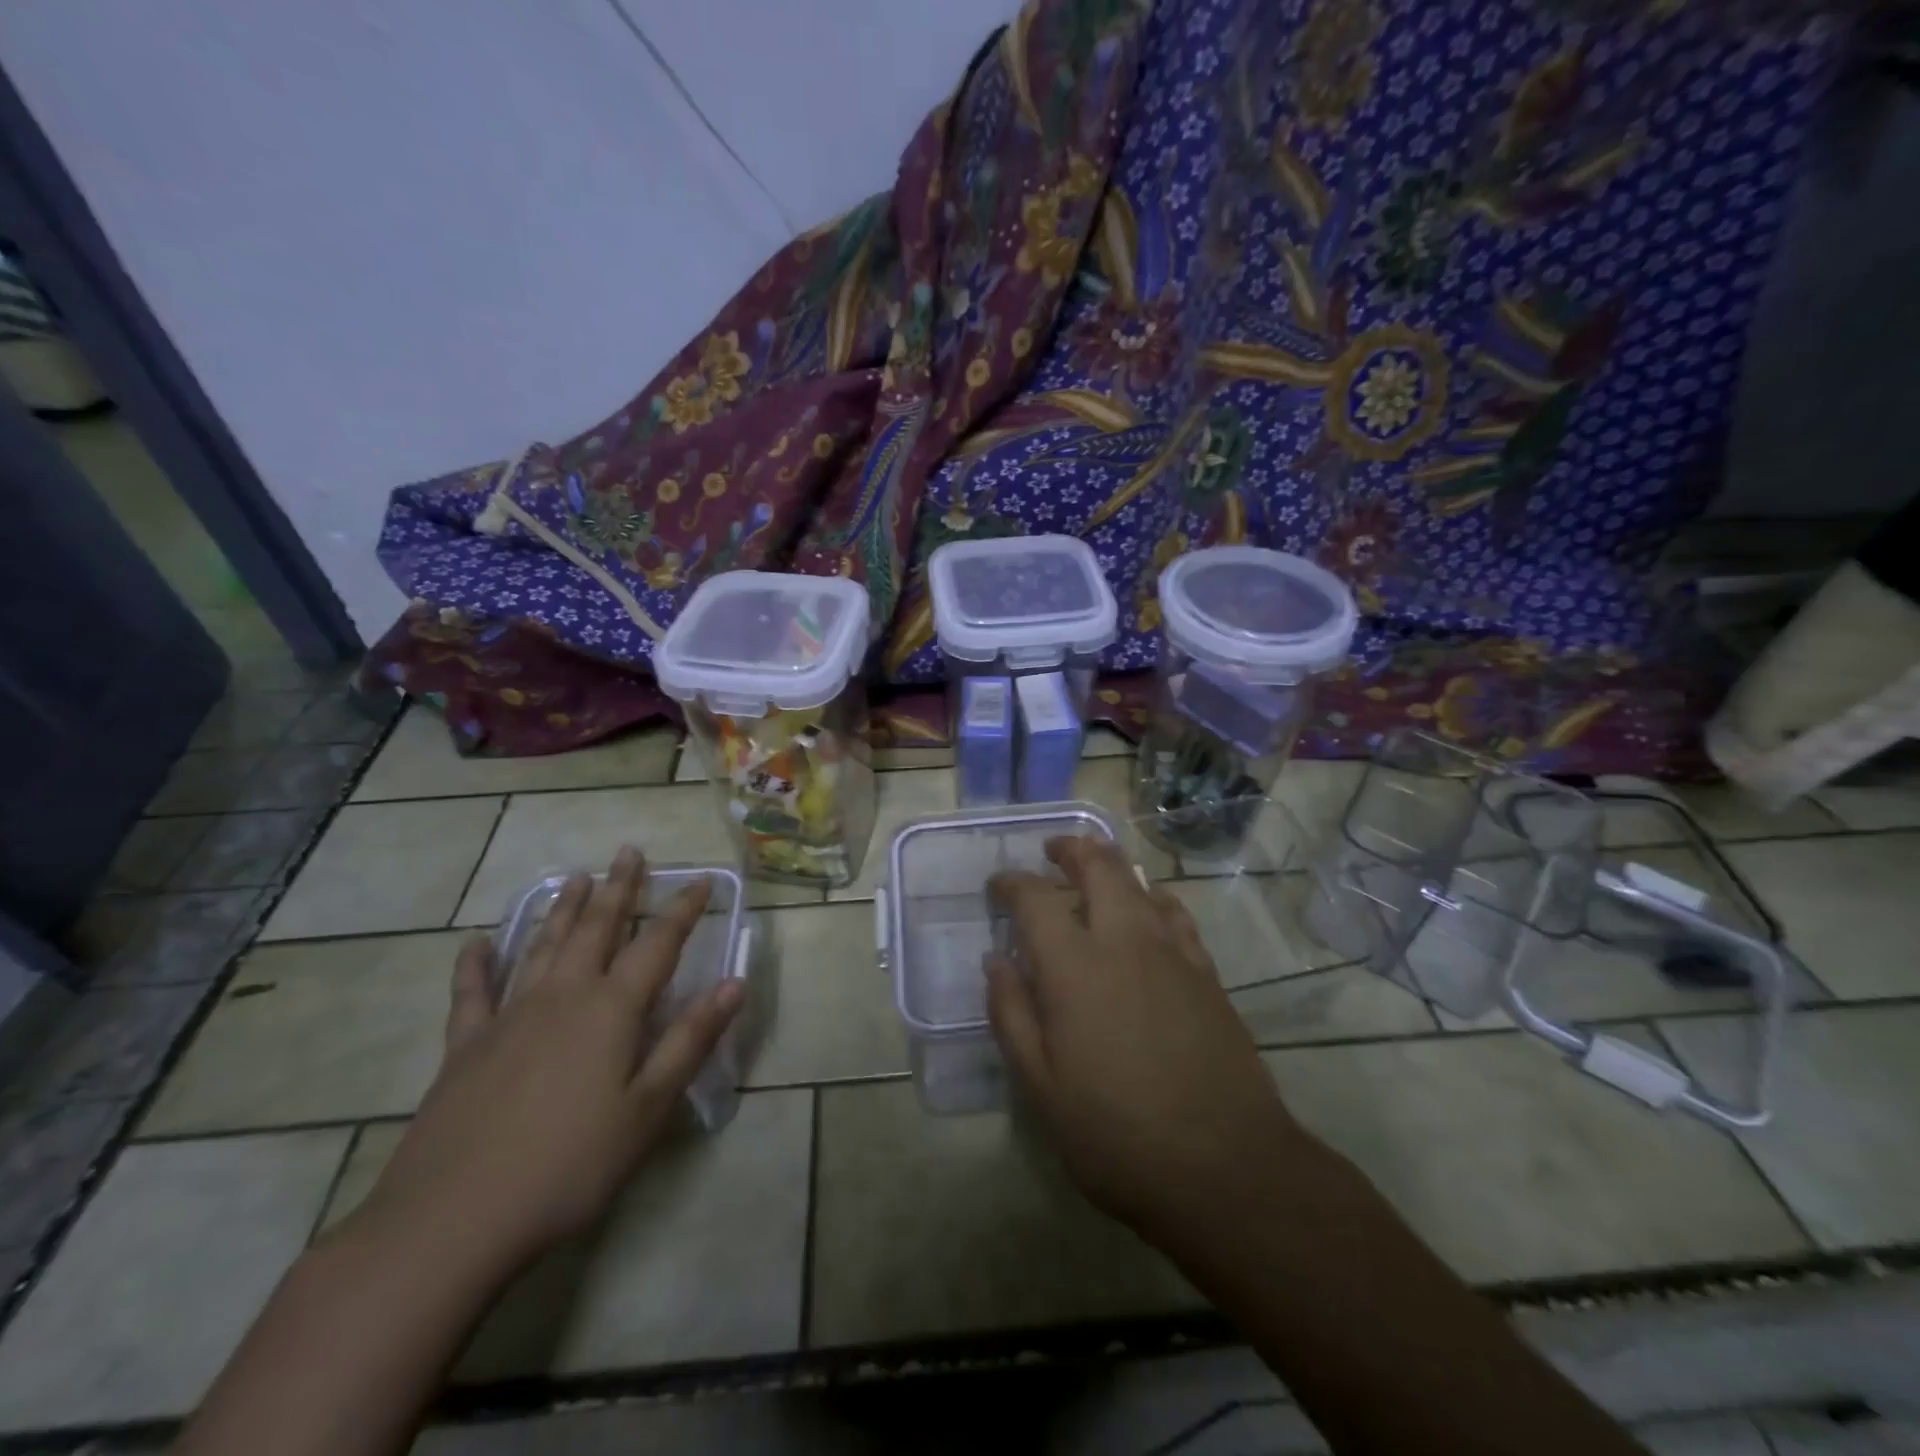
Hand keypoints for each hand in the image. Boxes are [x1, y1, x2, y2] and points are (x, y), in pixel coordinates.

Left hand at [340, 847, 744, 1275]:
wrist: (450, 1222)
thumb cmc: (568, 1166)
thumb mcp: (648, 1108)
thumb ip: (690, 1040)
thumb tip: (735, 982)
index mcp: (611, 1010)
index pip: (658, 945)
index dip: (683, 910)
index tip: (701, 879)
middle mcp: (562, 997)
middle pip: (596, 929)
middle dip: (618, 889)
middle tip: (628, 852)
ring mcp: (508, 1017)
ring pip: (542, 946)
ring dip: (562, 909)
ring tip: (576, 877)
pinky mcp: (464, 1047)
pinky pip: (471, 992)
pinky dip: (475, 964)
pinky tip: (477, 943)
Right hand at [987, 836, 1304, 1245]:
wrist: (1225, 1166)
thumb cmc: (1116, 1134)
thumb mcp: (1041, 1087)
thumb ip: (1012, 1014)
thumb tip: (996, 960)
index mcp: (1074, 967)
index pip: (1035, 899)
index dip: (1012, 883)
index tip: (998, 885)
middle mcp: (1123, 941)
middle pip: (1098, 867)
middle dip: (1070, 850)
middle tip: (1052, 852)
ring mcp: (1171, 952)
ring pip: (1138, 883)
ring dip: (1110, 865)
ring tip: (1092, 867)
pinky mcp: (1206, 971)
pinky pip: (1174, 913)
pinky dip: (1152, 896)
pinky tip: (1148, 908)